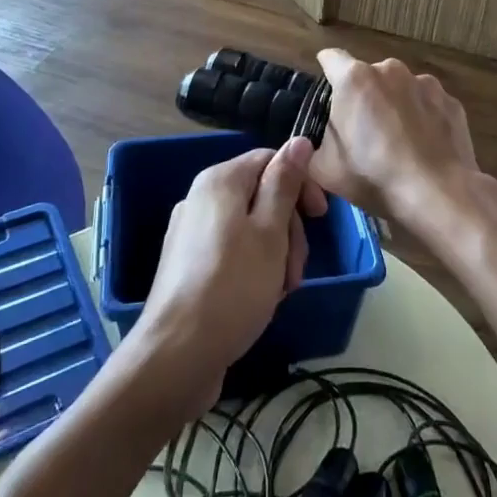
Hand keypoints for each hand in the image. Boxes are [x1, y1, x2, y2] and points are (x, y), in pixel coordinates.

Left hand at [131, 136, 324, 415]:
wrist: (176, 357)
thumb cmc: (233, 287)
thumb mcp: (271, 232)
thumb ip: (285, 182)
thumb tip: (299, 140)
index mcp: (220, 181)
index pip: (271, 159)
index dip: (301, 184)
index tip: (321, 218)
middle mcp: (201, 198)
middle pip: (262, 194)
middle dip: (289, 228)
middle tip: (297, 269)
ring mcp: (191, 232)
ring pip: (251, 227)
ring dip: (276, 253)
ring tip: (281, 290)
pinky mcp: (189, 265)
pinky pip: (232, 250)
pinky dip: (254, 267)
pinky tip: (260, 297)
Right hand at [312, 49, 482, 233]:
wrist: (437, 195)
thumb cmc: (373, 176)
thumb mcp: (323, 168)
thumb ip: (314, 143)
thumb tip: (319, 139)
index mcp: (354, 78)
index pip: (331, 58)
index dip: (326, 73)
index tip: (328, 94)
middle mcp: (391, 70)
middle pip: (369, 76)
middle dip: (365, 97)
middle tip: (364, 133)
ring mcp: (425, 83)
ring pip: (401, 89)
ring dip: (395, 107)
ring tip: (399, 144)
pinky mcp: (451, 101)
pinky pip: (428, 105)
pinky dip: (424, 119)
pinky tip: (425, 148)